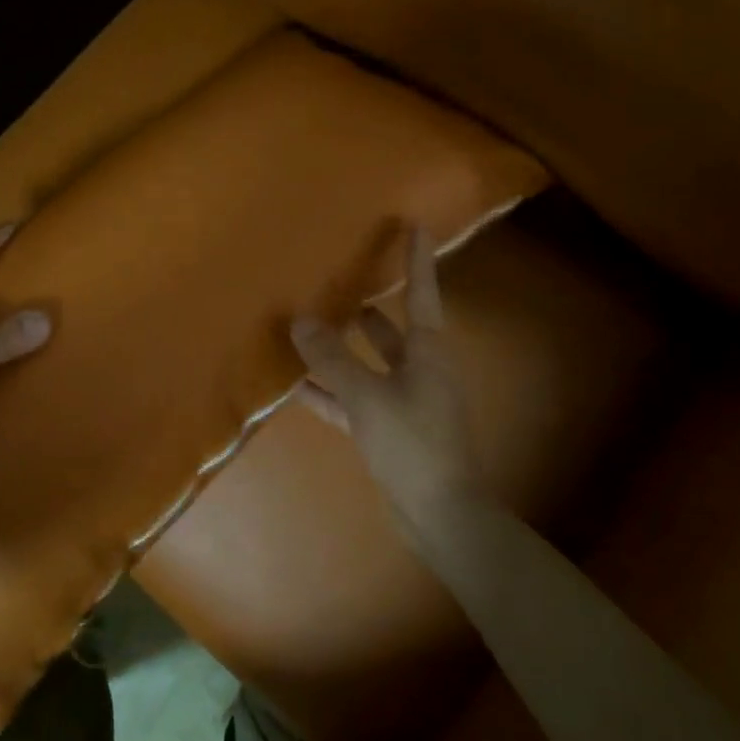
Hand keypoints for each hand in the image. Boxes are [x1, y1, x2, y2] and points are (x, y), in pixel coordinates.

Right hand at [289, 228, 486, 555]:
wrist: (441, 514)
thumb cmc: (413, 444)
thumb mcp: (367, 396)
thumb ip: (332, 359)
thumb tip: (300, 320)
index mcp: (427, 353)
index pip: (421, 294)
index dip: (417, 260)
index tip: (416, 225)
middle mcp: (419, 371)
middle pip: (392, 330)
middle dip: (370, 308)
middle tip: (342, 281)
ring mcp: (404, 403)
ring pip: (368, 366)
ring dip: (343, 351)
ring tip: (310, 327)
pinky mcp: (388, 431)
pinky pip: (354, 400)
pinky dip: (330, 392)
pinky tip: (297, 386)